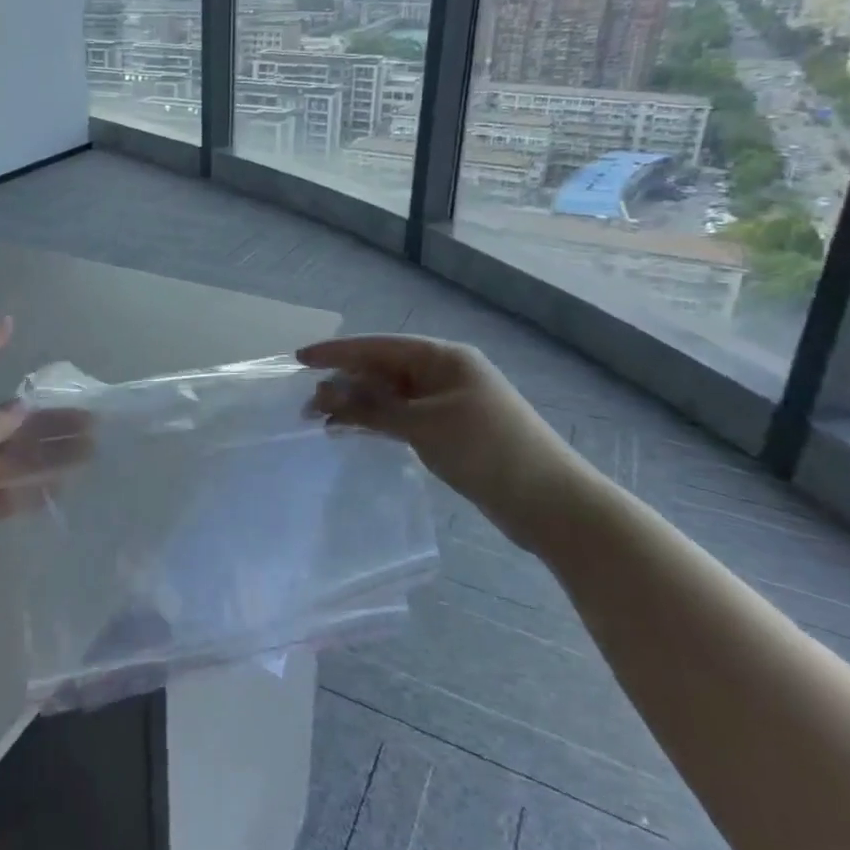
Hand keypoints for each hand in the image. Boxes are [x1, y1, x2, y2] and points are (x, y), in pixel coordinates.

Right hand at [297, 334, 597, 552]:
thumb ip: (372, 407)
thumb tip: (325, 393)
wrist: (549, 502)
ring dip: (356, 405)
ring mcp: (447, 402)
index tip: (300, 359)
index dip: (337, 352)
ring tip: (319, 420)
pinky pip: (401, 417)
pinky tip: (350, 432)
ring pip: (390, 395)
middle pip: (382, 369)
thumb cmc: (487, 450)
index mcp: (443, 358)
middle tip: (304, 403)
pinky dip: (376, 422)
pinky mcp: (448, 430)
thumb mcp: (424, 424)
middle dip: (344, 382)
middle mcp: (443, 373)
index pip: (379, 346)